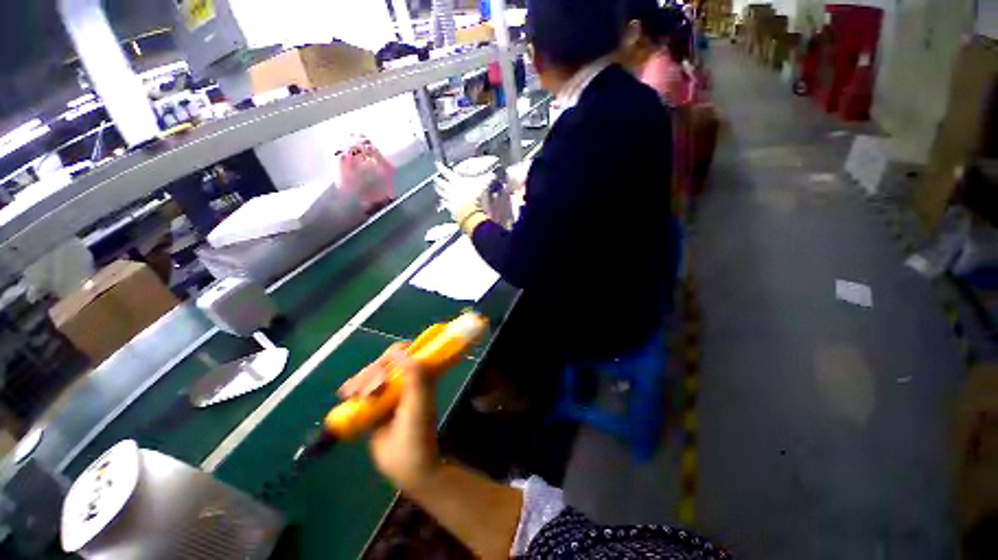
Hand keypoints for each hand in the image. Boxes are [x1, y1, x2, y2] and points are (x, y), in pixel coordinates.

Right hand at [338, 343, 440, 489]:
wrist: (408, 467)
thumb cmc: (417, 435)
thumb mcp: (419, 404)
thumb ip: (414, 375)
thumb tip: (398, 350)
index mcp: (418, 382)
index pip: (405, 356)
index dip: (392, 356)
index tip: (383, 369)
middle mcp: (402, 387)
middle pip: (382, 367)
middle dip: (371, 374)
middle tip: (368, 392)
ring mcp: (386, 400)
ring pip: (369, 379)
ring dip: (359, 382)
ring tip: (352, 395)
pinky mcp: (373, 411)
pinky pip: (360, 394)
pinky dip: (351, 391)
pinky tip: (345, 395)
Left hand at [434, 163, 490, 233]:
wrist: (469, 210)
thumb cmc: (474, 194)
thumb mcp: (483, 184)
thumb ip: (488, 179)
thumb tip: (493, 175)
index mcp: (456, 181)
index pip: (446, 172)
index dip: (441, 167)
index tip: (437, 163)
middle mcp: (450, 188)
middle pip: (441, 183)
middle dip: (438, 179)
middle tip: (436, 177)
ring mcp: (449, 198)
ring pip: (441, 192)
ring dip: (439, 189)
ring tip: (437, 187)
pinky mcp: (450, 207)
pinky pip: (445, 203)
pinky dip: (443, 201)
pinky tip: (443, 201)